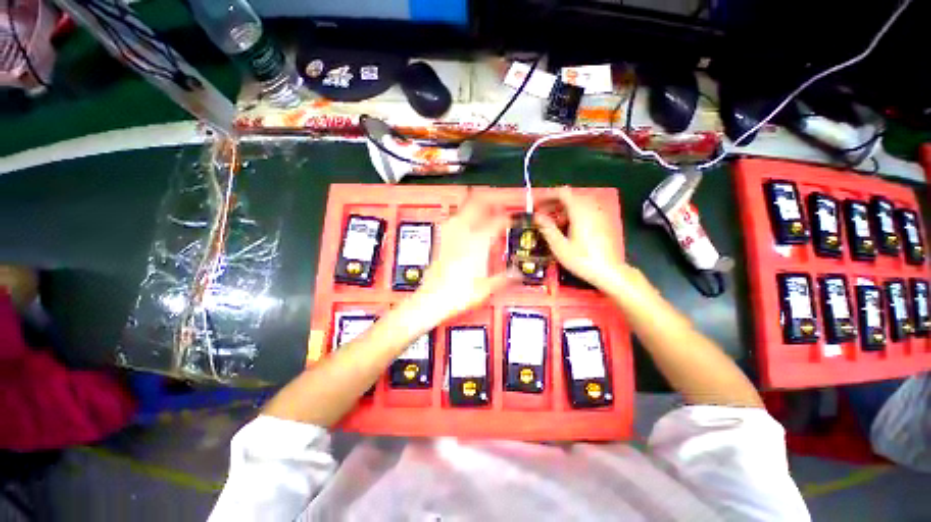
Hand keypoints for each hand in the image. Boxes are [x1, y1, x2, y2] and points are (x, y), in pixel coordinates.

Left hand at [413, 194, 515, 321]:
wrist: (433, 298)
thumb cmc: (457, 293)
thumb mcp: (487, 287)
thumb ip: (505, 277)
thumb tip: (516, 274)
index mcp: (478, 242)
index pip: (498, 222)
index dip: (508, 218)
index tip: (513, 219)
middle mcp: (463, 234)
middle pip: (477, 204)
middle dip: (490, 201)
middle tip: (498, 205)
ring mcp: (450, 236)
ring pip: (462, 209)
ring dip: (474, 206)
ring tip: (482, 210)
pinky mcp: (441, 241)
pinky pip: (451, 221)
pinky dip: (460, 217)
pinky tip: (462, 223)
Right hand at [535, 187, 638, 293]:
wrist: (609, 272)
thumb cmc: (582, 260)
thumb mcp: (560, 246)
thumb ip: (547, 228)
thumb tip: (536, 216)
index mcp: (580, 212)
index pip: (563, 193)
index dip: (548, 196)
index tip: (536, 204)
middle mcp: (591, 209)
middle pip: (570, 196)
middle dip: (554, 203)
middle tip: (541, 214)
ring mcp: (599, 214)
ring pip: (578, 204)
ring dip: (563, 209)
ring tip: (552, 222)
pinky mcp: (603, 222)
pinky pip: (585, 210)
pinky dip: (573, 214)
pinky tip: (567, 228)